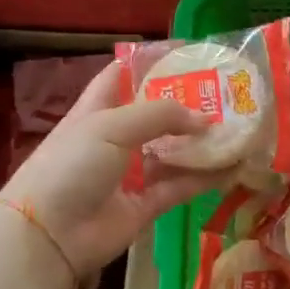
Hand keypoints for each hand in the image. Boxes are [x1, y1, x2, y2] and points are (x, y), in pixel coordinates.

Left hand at [0, 62, 227, 280]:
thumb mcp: (111, 126)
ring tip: (240, 128)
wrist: (49, 234)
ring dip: (202, 142)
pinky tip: (234, 166)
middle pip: (156, 115)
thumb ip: (160, 115)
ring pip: (174, 152)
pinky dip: (206, 178)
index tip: (188, 54)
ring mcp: (131, 173)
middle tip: (227, 93)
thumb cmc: (72, 165)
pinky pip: (181, 186)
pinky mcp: (146, 205)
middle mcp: (116, 138)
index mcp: (97, 110)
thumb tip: (205, 120)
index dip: (151, 63)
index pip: (123, 76)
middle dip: (188, 104)